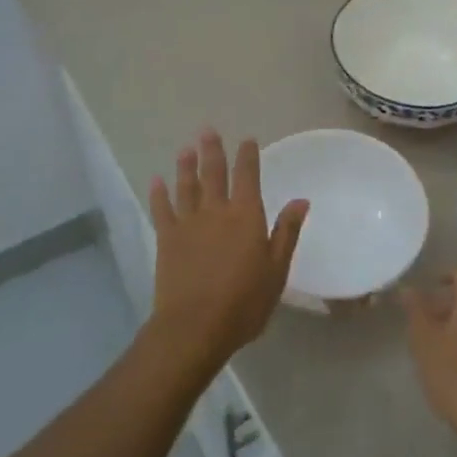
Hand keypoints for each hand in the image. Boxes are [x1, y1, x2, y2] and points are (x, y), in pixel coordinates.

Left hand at [147, 129, 308, 373]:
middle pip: (213, 173)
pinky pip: (161, 209)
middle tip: (207, 130)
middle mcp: (216, 211)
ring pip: (186, 186)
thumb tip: (301, 200)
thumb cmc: (244, 302)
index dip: (248, 156)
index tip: (247, 140)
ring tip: (185, 148)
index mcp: (246, 216)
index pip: (248, 176)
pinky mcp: (167, 239)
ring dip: (186, 166)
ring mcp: (188, 223)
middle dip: (212, 150)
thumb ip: (287, 232)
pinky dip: (159, 194)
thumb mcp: (276, 270)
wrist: (195, 326)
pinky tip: (156, 181)